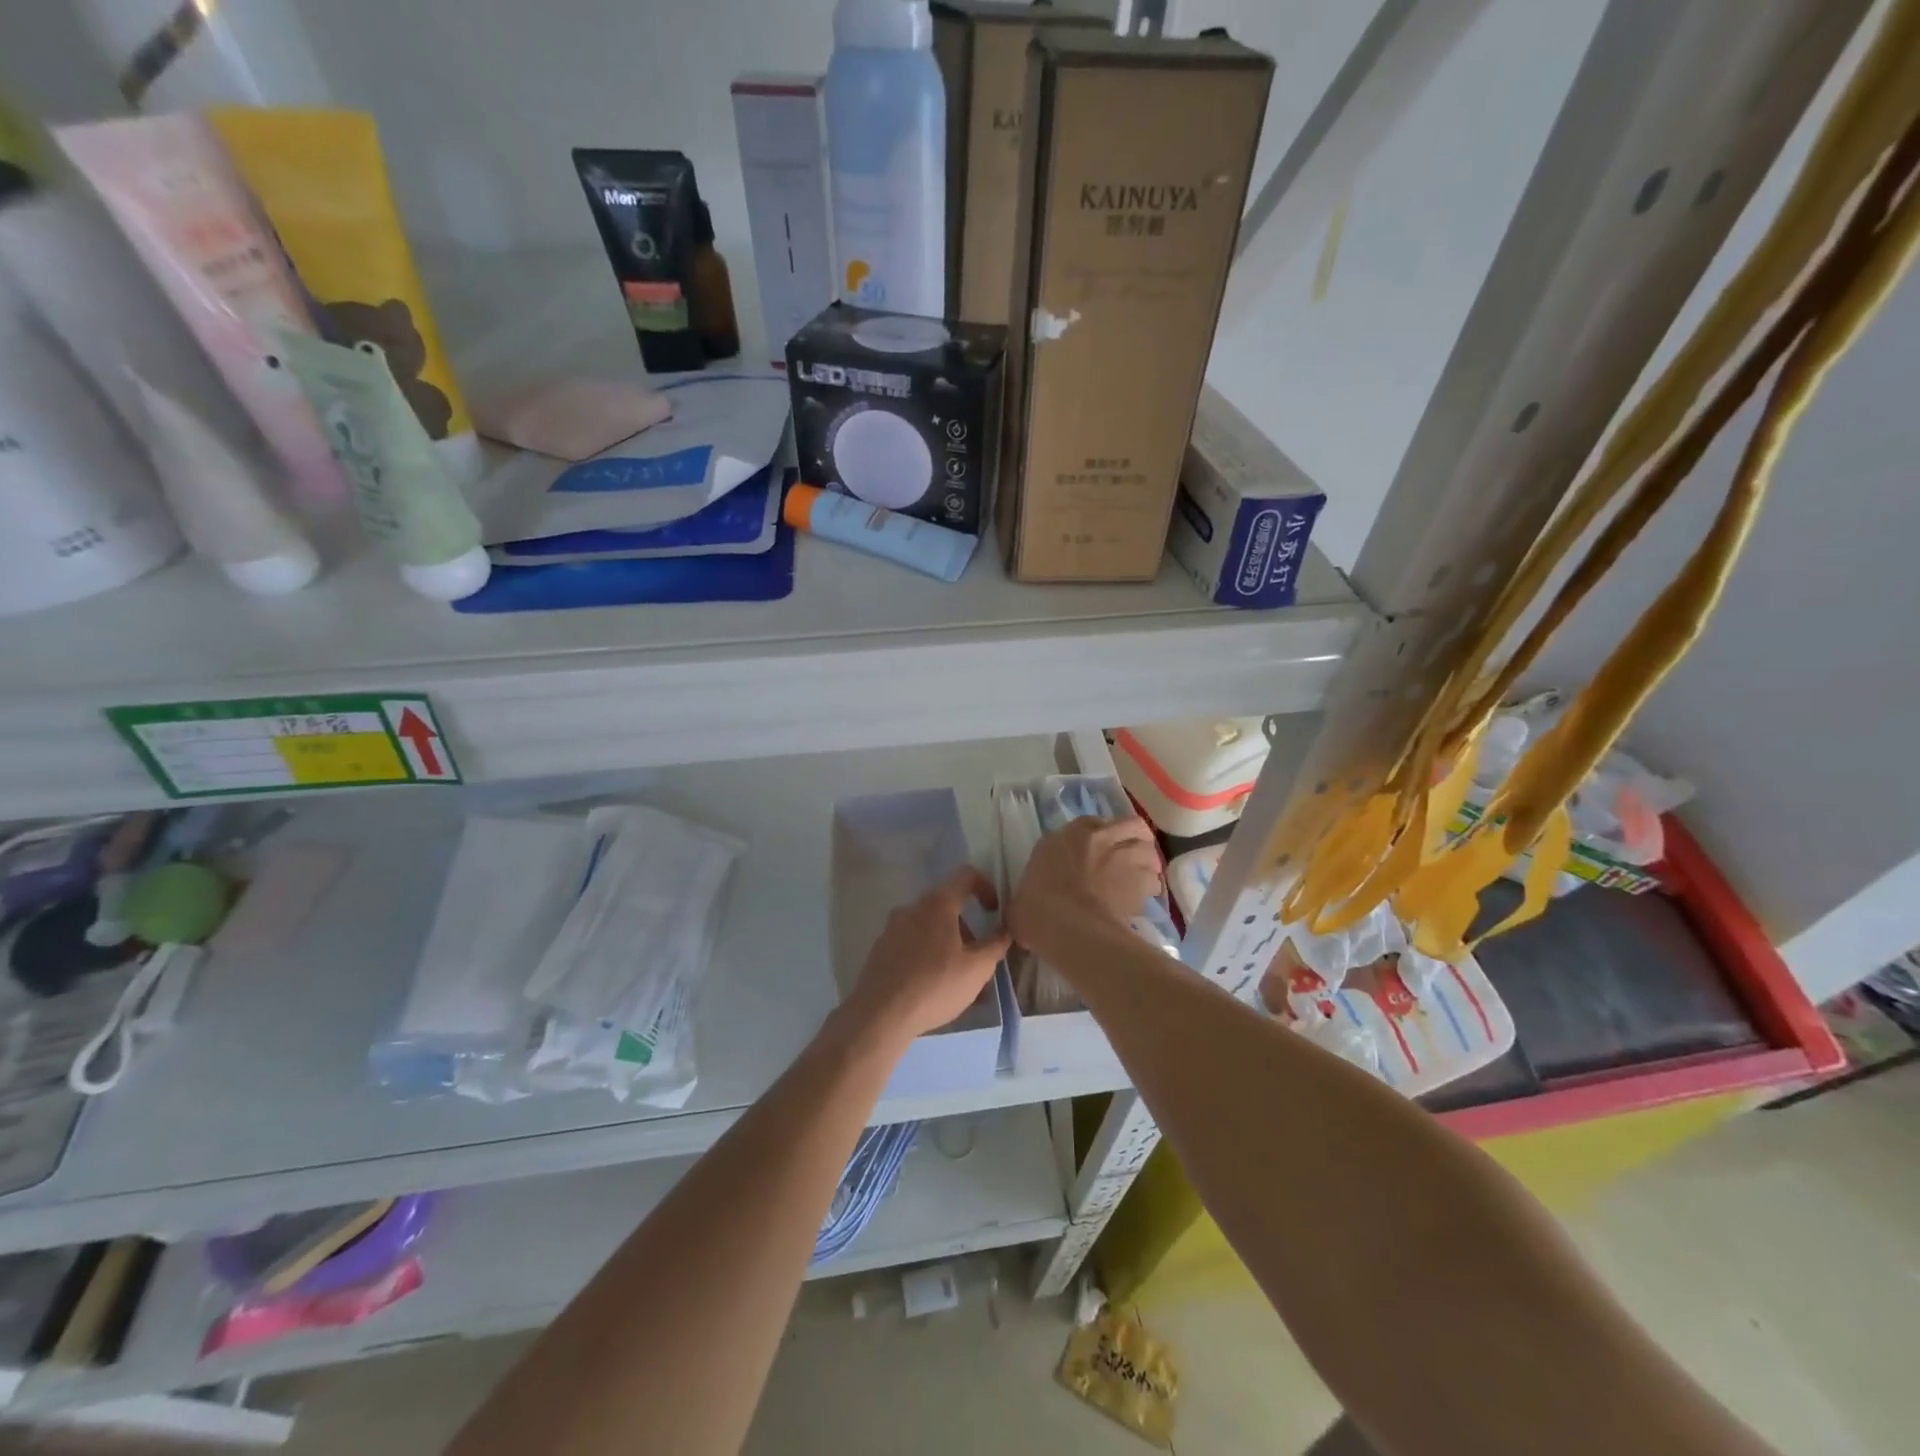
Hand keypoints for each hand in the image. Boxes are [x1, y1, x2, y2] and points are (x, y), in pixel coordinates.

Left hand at [842, 868, 1011, 1044]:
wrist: (879, 1015)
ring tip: (959, 982)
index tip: (994, 912)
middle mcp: (912, 908)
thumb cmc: (934, 986)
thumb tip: (1006, 930)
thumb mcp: (977, 969)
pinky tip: (934, 988)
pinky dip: (928, 957)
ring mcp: (892, 928)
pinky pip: (912, 945)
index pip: (965, 876)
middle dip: (968, 930)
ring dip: (949, 946)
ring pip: (929, 928)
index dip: (986, 887)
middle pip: (947, 907)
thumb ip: (995, 945)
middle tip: (978, 960)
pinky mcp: (881, 949)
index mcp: (937, 904)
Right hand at [1010, 817, 1162, 962]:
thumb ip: (1033, 889)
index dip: (1099, 837)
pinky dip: (1150, 890)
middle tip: (1130, 858)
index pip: (1092, 823)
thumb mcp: (1024, 892)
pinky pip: (1154, 882)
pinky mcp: (1141, 882)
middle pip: (1132, 826)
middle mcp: (1101, 837)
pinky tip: (1141, 902)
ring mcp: (1125, 857)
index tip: (1095, 852)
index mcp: (1069, 834)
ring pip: (1150, 852)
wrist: (1068, 927)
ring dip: (1147, 865)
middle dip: (1135, 839)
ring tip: (1141, 881)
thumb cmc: (1037, 907)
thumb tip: (1026, 908)